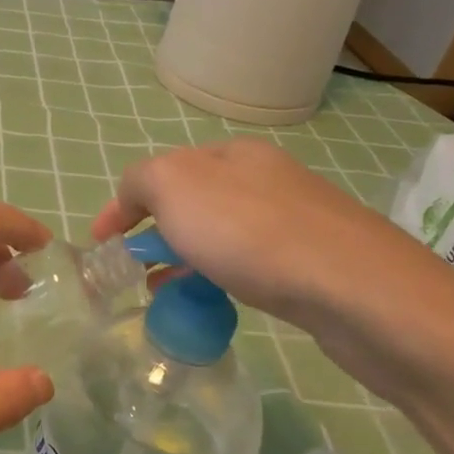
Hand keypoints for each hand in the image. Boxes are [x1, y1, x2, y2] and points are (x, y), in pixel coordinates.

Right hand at [87, 138, 428, 318]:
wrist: (353, 288)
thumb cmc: (250, 231)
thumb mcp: (173, 185)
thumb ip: (140, 181)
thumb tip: (134, 200)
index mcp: (232, 153)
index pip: (160, 171)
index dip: (122, 206)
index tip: (100, 244)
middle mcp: (266, 177)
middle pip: (191, 203)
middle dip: (155, 234)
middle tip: (135, 271)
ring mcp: (296, 218)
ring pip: (220, 235)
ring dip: (185, 258)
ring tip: (165, 294)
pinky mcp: (316, 260)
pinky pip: (249, 262)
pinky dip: (219, 275)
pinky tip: (216, 300)